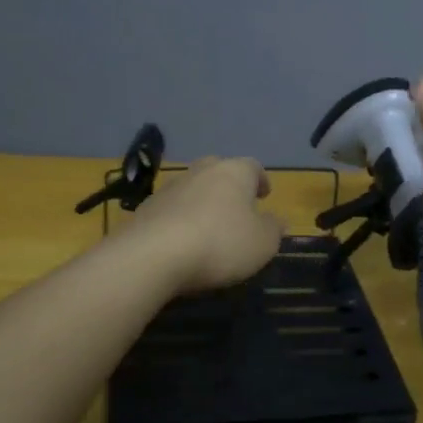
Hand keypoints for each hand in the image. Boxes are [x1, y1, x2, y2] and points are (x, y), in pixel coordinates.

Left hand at [128, 156, 285, 294]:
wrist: (153, 255)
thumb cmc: (221, 244)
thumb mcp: (263, 243)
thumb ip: (273, 229)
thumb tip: (276, 220)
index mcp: (234, 172)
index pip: (253, 166)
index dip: (261, 180)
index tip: (265, 194)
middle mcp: (201, 171)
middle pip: (219, 171)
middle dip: (229, 186)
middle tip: (237, 206)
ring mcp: (169, 188)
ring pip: (193, 188)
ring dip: (202, 202)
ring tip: (209, 226)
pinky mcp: (145, 208)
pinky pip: (171, 209)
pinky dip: (180, 219)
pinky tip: (183, 241)